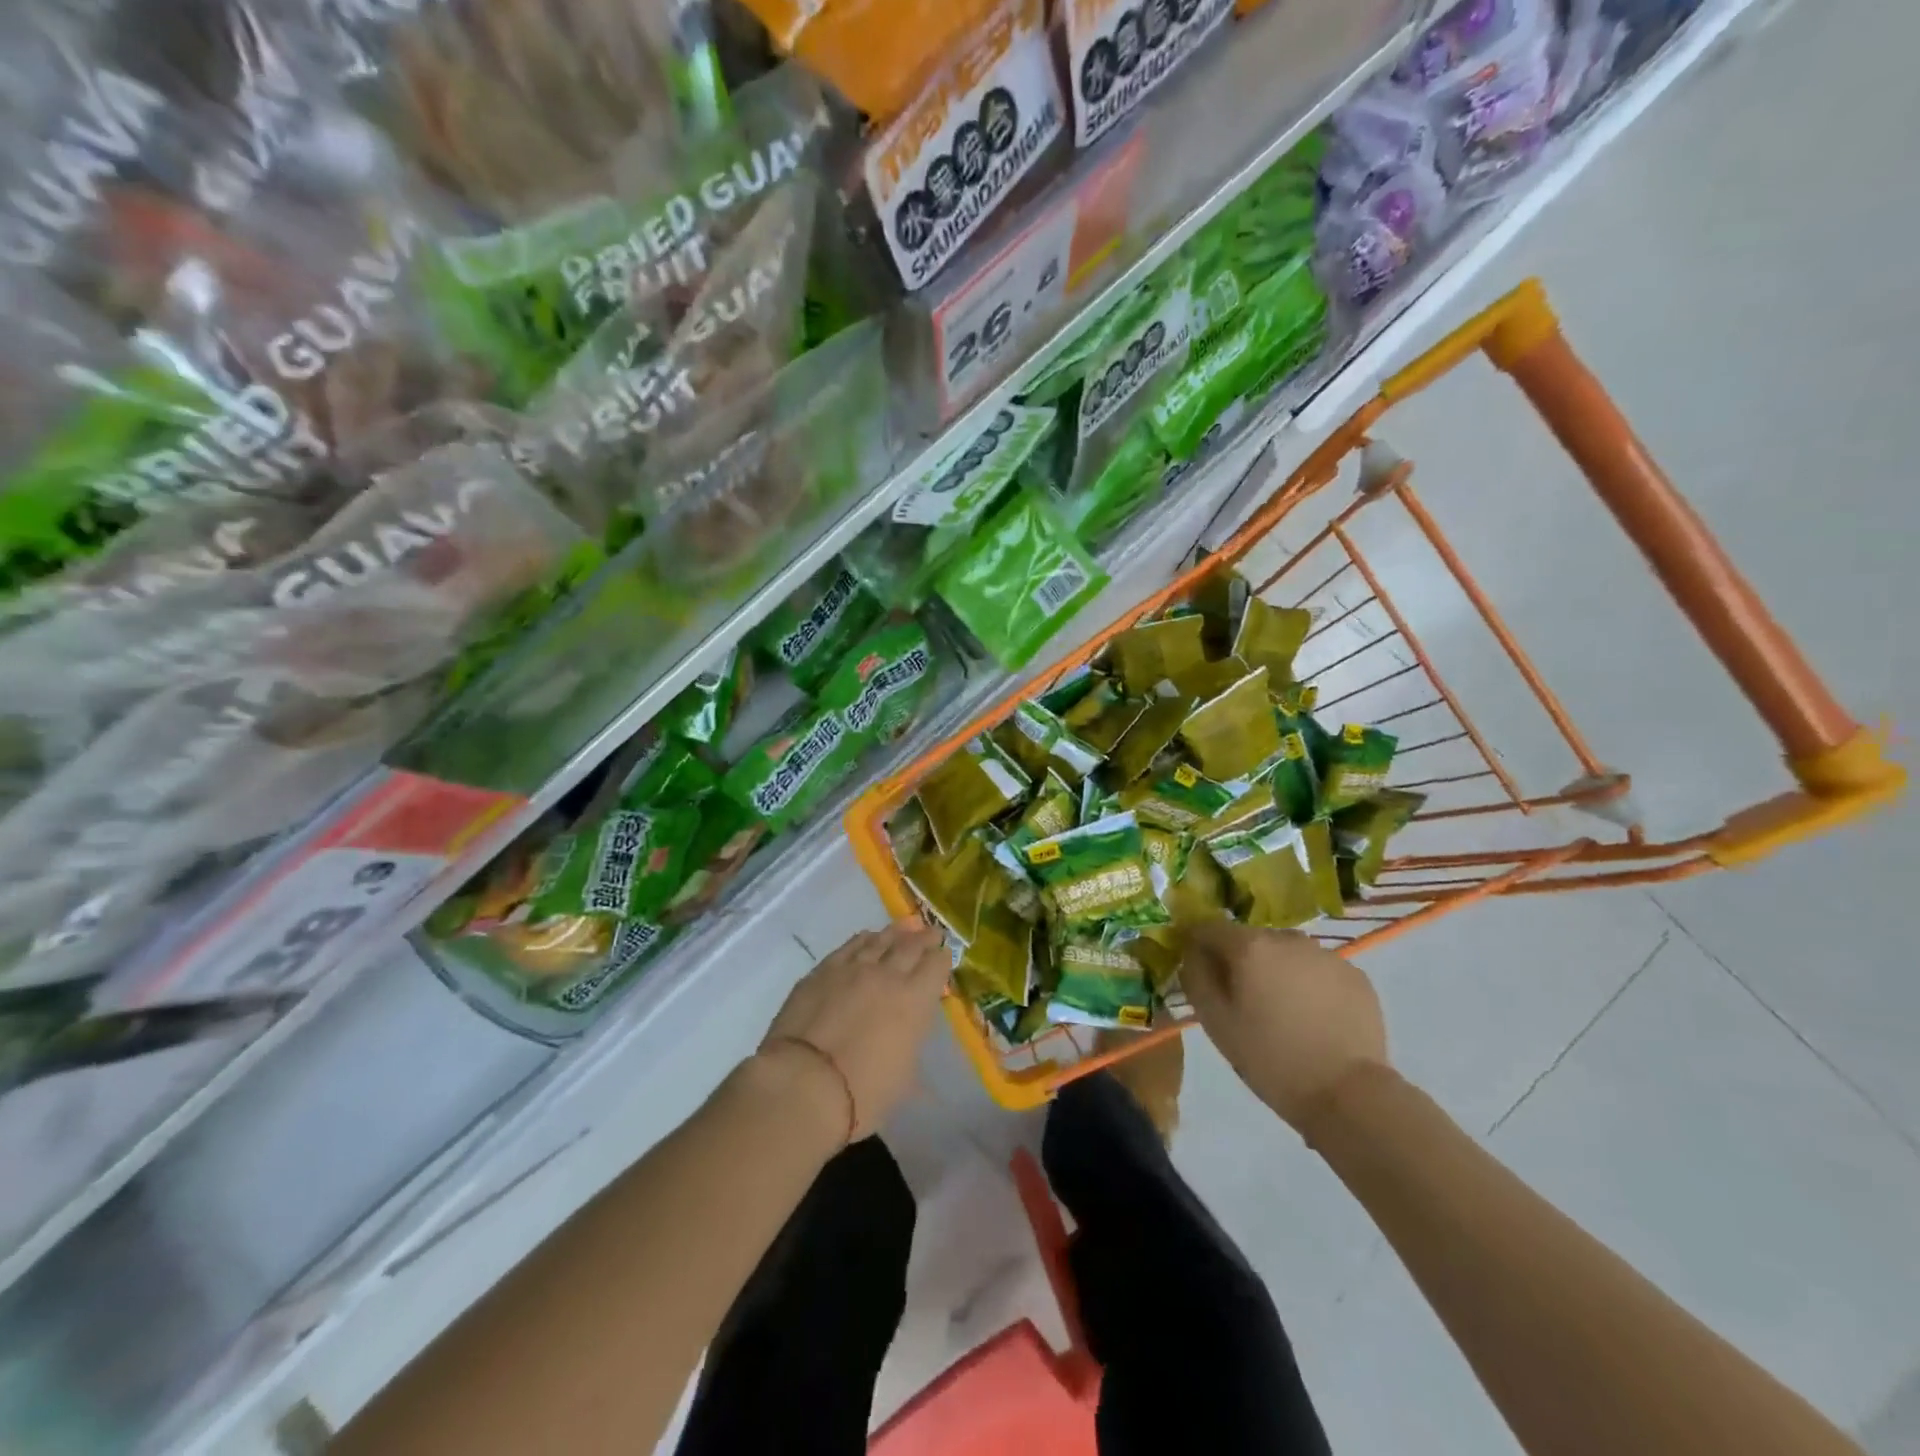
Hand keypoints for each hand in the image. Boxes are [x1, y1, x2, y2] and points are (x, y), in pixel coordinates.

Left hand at [757, 921, 948, 1140]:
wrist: (804, 1084)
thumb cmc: (863, 1094)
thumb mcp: (904, 1076)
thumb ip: (913, 1042)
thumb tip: (915, 1031)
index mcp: (915, 1000)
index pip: (937, 965)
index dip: (942, 959)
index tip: (944, 958)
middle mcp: (887, 974)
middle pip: (911, 944)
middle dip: (924, 938)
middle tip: (931, 933)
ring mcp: (852, 968)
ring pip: (880, 939)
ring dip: (896, 932)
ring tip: (905, 926)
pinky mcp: (822, 971)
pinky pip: (850, 945)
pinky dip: (864, 939)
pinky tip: (867, 937)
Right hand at [1182, 923, 1388, 1134]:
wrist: (1348, 1094)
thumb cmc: (1271, 1059)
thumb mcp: (1215, 1022)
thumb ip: (1196, 977)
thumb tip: (1193, 953)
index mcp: (1250, 946)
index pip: (1210, 927)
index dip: (1198, 944)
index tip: (1200, 971)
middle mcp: (1288, 939)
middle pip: (1251, 939)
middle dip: (1241, 961)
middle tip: (1244, 1001)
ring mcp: (1327, 955)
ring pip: (1287, 953)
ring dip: (1277, 971)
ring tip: (1283, 1011)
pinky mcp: (1356, 976)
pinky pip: (1318, 970)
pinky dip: (1310, 984)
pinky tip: (1314, 1019)